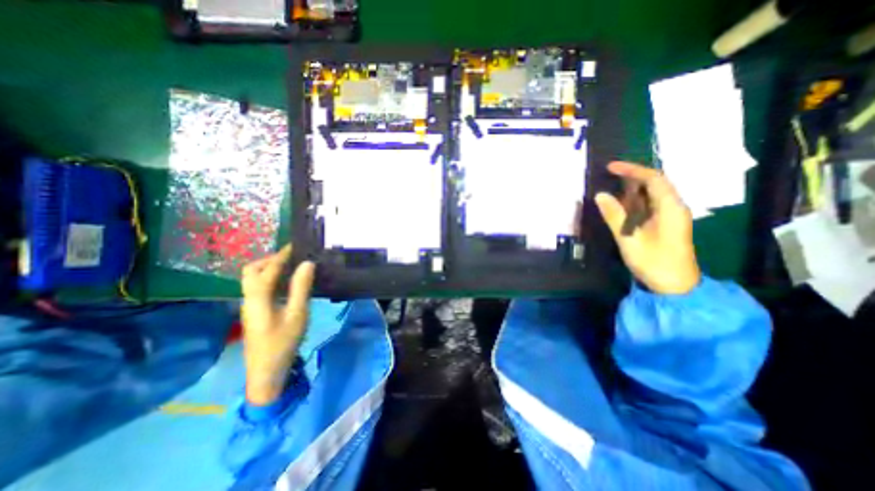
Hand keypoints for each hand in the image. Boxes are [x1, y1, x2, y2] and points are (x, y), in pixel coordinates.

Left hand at [240, 243, 316, 404]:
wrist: (266, 371)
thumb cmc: (283, 342)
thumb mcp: (297, 314)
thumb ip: (301, 287)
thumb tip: (307, 264)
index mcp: (258, 298)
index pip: (268, 269)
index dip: (282, 255)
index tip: (296, 245)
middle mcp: (249, 298)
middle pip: (251, 270)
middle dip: (269, 259)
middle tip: (291, 257)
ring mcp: (250, 306)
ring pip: (253, 279)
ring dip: (269, 268)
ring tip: (291, 265)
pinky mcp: (255, 312)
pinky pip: (260, 287)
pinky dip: (271, 278)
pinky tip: (287, 282)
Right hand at [591, 160, 701, 294]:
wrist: (674, 285)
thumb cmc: (653, 262)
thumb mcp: (629, 238)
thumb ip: (614, 215)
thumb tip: (600, 195)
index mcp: (670, 208)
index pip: (653, 179)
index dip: (632, 170)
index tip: (610, 167)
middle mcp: (674, 207)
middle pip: (655, 183)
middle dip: (632, 176)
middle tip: (608, 175)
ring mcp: (670, 216)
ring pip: (652, 194)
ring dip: (632, 188)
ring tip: (611, 185)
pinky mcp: (665, 224)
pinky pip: (649, 205)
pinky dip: (634, 200)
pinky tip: (620, 204)